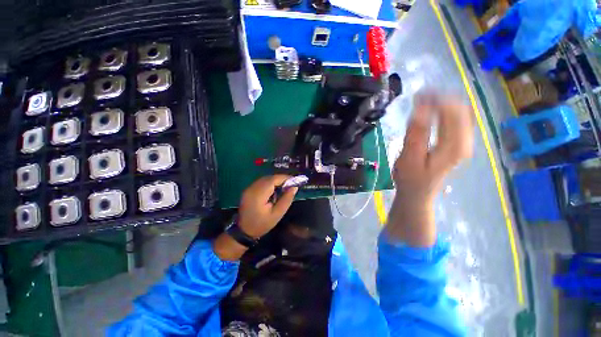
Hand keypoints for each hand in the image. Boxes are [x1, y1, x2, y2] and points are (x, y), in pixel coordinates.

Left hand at [238, 175, 297, 237]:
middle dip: (281, 179)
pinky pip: (261, 182)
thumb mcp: (277, 214)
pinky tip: (275, 190)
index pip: (273, 180)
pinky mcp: (248, 190)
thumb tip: (294, 187)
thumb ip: (286, 199)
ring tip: (284, 187)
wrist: (244, 231)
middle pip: (269, 178)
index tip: (294, 180)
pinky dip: (270, 183)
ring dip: (276, 181)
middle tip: (291, 184)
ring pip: (265, 179)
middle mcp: (252, 188)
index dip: (284, 178)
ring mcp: (249, 188)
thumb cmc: (262, 224)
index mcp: (259, 194)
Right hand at [387, 94, 473, 245]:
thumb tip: (420, 108)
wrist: (418, 192)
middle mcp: (465, 141)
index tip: (417, 95)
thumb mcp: (409, 157)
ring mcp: (463, 142)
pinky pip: (457, 120)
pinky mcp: (458, 143)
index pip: (452, 112)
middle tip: (419, 95)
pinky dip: (444, 111)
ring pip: (460, 113)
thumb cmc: (410, 178)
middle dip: (440, 98)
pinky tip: (431, 110)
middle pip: (460, 109)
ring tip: (423, 100)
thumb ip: (416, 134)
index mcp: (454, 146)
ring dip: (442, 103)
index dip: (436, 99)